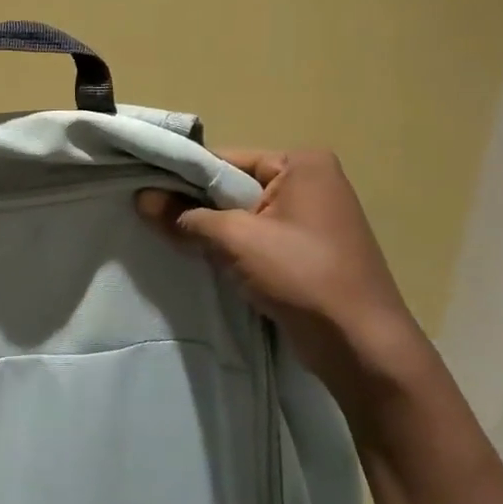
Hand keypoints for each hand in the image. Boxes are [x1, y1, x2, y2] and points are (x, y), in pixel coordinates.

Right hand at [136, 150, 439, 424]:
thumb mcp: (236, 239)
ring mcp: (313, 218)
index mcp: (302, 163)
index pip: (226, 159)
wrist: (362, 344)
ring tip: (174, 241)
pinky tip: (206, 261)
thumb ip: (185, 216)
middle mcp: (311, 182)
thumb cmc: (302, 274)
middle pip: (234, 186)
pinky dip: (233, 249)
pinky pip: (258, 238)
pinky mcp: (308, 251)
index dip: (184, 176)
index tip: (145, 190)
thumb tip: (141, 199)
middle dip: (197, 206)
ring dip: (213, 231)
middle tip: (153, 218)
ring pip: (244, 216)